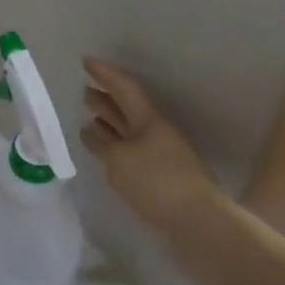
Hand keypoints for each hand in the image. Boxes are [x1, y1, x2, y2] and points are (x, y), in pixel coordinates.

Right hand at [81, 58, 226, 236]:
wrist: (199, 223)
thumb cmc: (157, 182)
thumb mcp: (119, 160)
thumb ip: (102, 143)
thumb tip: (91, 131)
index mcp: (148, 119)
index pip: (124, 87)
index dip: (105, 73)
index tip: (86, 61)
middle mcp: (156, 131)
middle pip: (128, 107)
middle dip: (106, 97)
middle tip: (85, 89)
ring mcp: (161, 153)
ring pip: (130, 129)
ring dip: (110, 122)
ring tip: (90, 117)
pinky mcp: (161, 175)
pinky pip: (132, 149)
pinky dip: (116, 144)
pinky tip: (106, 150)